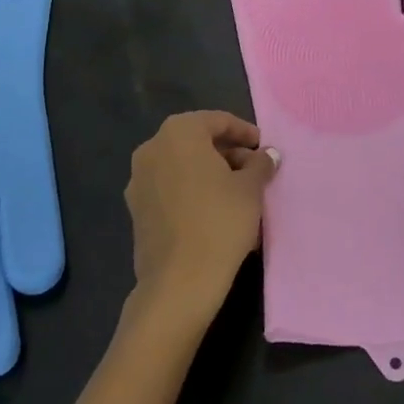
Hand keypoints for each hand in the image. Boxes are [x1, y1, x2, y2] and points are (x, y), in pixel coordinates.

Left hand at [126, 111, 279, 319]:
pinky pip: (171, 189)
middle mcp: (152, 148)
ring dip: (210, 173)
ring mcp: (139, 180)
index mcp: (179, 132)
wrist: (179, 282)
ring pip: (182, 166)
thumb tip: (266, 156)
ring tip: (239, 193)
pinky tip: (216, 212)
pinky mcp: (136, 210)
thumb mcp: (251, 188)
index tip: (264, 148)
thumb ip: (260, 164)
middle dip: (227, 153)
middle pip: (197, 141)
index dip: (245, 132)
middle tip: (254, 170)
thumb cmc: (220, 221)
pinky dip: (193, 192)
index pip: (218, 121)